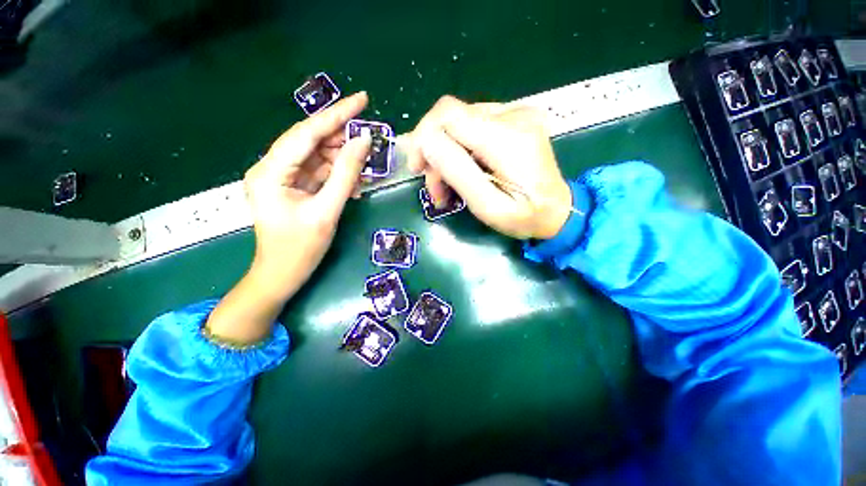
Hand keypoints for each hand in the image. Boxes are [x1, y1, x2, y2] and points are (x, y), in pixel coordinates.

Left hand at [244, 91, 370, 294]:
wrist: (282, 275)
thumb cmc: (301, 249)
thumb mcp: (327, 210)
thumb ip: (346, 174)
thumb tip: (362, 142)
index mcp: (271, 171)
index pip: (306, 132)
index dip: (336, 114)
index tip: (362, 99)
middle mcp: (271, 168)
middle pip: (310, 141)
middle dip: (341, 137)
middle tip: (369, 137)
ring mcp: (282, 177)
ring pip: (317, 156)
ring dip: (342, 159)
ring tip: (365, 167)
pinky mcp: (292, 187)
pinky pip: (318, 172)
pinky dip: (337, 174)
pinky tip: (354, 183)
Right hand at [405, 96, 571, 239]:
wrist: (559, 211)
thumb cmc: (525, 218)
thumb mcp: (489, 207)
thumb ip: (459, 173)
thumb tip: (427, 142)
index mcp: (509, 139)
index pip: (448, 114)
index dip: (424, 136)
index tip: (417, 168)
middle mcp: (514, 116)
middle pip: (452, 120)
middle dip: (435, 154)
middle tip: (436, 190)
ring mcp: (517, 114)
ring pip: (460, 125)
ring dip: (447, 155)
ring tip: (448, 189)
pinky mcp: (515, 120)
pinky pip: (473, 128)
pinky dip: (461, 151)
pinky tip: (464, 173)